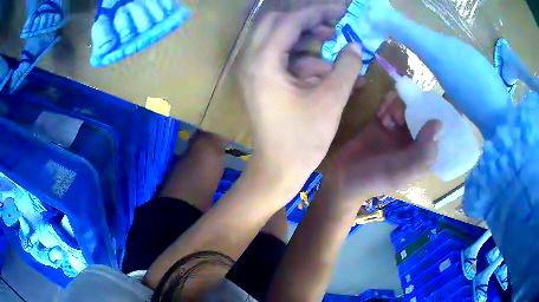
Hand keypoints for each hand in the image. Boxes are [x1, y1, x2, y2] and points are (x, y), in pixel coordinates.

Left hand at [240, 5, 363, 193]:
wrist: (278, 170)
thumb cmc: (303, 140)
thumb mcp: (331, 100)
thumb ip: (346, 67)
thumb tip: (355, 45)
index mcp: (263, 62)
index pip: (289, 22)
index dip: (317, 12)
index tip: (341, 11)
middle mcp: (251, 61)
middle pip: (277, 23)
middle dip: (307, 21)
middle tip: (333, 25)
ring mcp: (254, 71)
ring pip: (278, 39)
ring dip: (305, 38)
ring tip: (332, 42)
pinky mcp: (261, 81)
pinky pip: (281, 58)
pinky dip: (302, 58)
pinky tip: (324, 69)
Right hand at [331, 92, 440, 203]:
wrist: (344, 178)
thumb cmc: (376, 178)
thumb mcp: (404, 171)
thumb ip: (423, 151)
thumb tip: (439, 123)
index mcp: (421, 155)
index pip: (436, 135)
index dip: (436, 119)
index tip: (431, 106)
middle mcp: (411, 141)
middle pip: (420, 117)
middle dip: (413, 110)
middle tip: (400, 115)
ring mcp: (395, 131)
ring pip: (404, 109)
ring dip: (398, 106)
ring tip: (387, 115)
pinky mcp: (380, 123)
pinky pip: (387, 107)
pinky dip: (386, 103)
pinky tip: (381, 110)